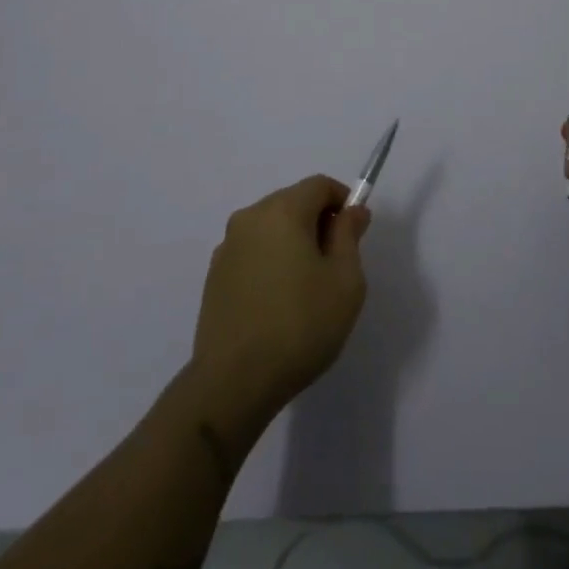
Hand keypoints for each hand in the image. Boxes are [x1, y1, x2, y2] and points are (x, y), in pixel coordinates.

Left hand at [190, 176, 370, 426]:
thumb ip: (349, 236)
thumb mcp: (345, 280)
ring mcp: (227, 247)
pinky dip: (270, 263)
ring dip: (292, 243)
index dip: (342, 201)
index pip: (319, 185)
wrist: (233, 383)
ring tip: (306, 288)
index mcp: (282, 210)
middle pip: (293, 202)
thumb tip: (352, 211)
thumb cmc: (300, 325)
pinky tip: (277, 303)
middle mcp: (249, 218)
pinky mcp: (214, 276)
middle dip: (318, 222)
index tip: (354, 233)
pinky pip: (252, 253)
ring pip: (271, 228)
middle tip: (335, 263)